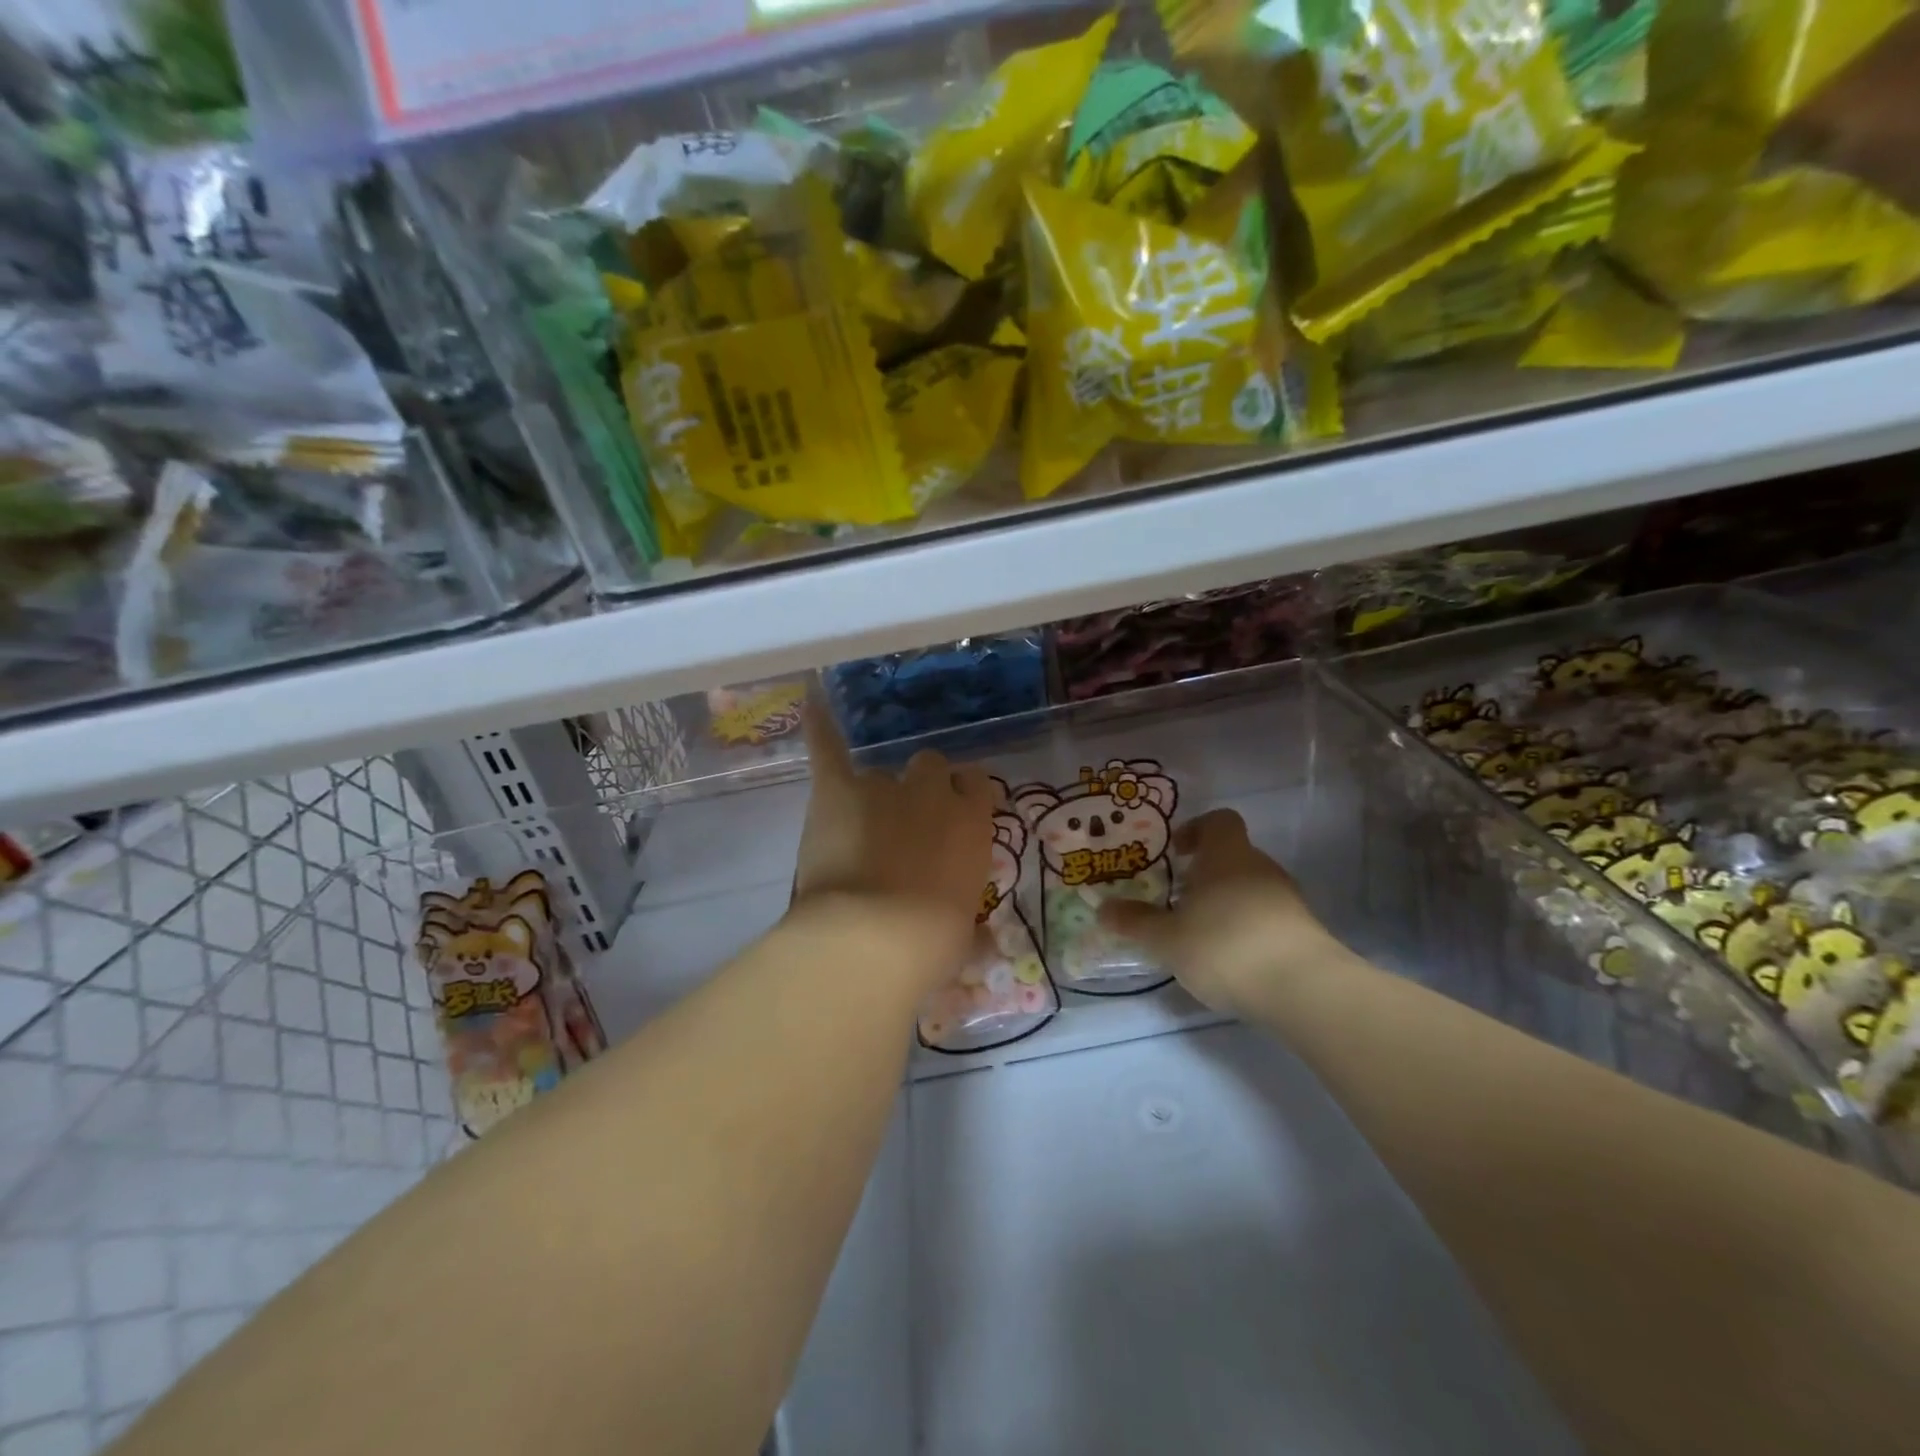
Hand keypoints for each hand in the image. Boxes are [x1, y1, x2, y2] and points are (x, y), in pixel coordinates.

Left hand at [791, 706, 995, 985]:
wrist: (874, 939)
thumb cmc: (930, 945)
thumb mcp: (963, 933)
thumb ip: (964, 914)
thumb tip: (969, 932)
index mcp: (973, 823)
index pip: (976, 785)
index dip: (962, 796)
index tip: (952, 815)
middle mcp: (933, 794)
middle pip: (930, 767)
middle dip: (920, 788)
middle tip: (905, 824)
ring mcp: (884, 787)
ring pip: (882, 772)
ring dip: (875, 793)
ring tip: (858, 823)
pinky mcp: (837, 790)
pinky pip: (828, 747)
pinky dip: (819, 726)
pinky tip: (810, 700)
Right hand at [1099, 809, 1346, 1014]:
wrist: (1303, 989)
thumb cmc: (1224, 946)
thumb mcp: (1167, 938)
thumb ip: (1135, 922)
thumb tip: (1102, 908)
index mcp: (1227, 855)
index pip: (1219, 821)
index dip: (1196, 830)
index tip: (1175, 853)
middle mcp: (1260, 867)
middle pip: (1232, 856)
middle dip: (1204, 874)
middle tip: (1176, 900)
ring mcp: (1287, 898)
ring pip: (1249, 887)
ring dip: (1225, 902)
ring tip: (1199, 934)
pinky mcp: (1303, 931)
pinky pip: (1266, 916)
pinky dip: (1246, 928)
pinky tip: (1230, 959)